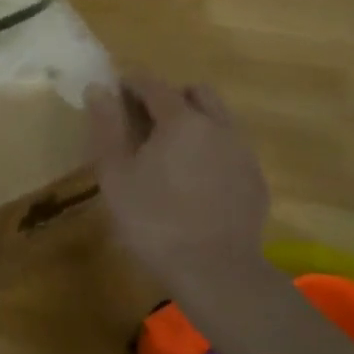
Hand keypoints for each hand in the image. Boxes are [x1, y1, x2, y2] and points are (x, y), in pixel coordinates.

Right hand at [85, 74, 270, 305]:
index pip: (154, 84)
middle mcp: (218, 126)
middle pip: (196, 93)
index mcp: (181, 120)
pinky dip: (212, 150)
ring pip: (219, 119)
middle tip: (146, 122)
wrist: (216, 271)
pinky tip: (196, 181)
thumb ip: (106, 126)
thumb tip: (98, 88)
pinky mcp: (255, 180)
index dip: (132, 83)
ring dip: (195, 122)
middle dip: (170, 96)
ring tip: (171, 153)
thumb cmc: (154, 220)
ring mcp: (242, 152)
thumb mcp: (115, 174)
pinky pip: (232, 148)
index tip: (116, 91)